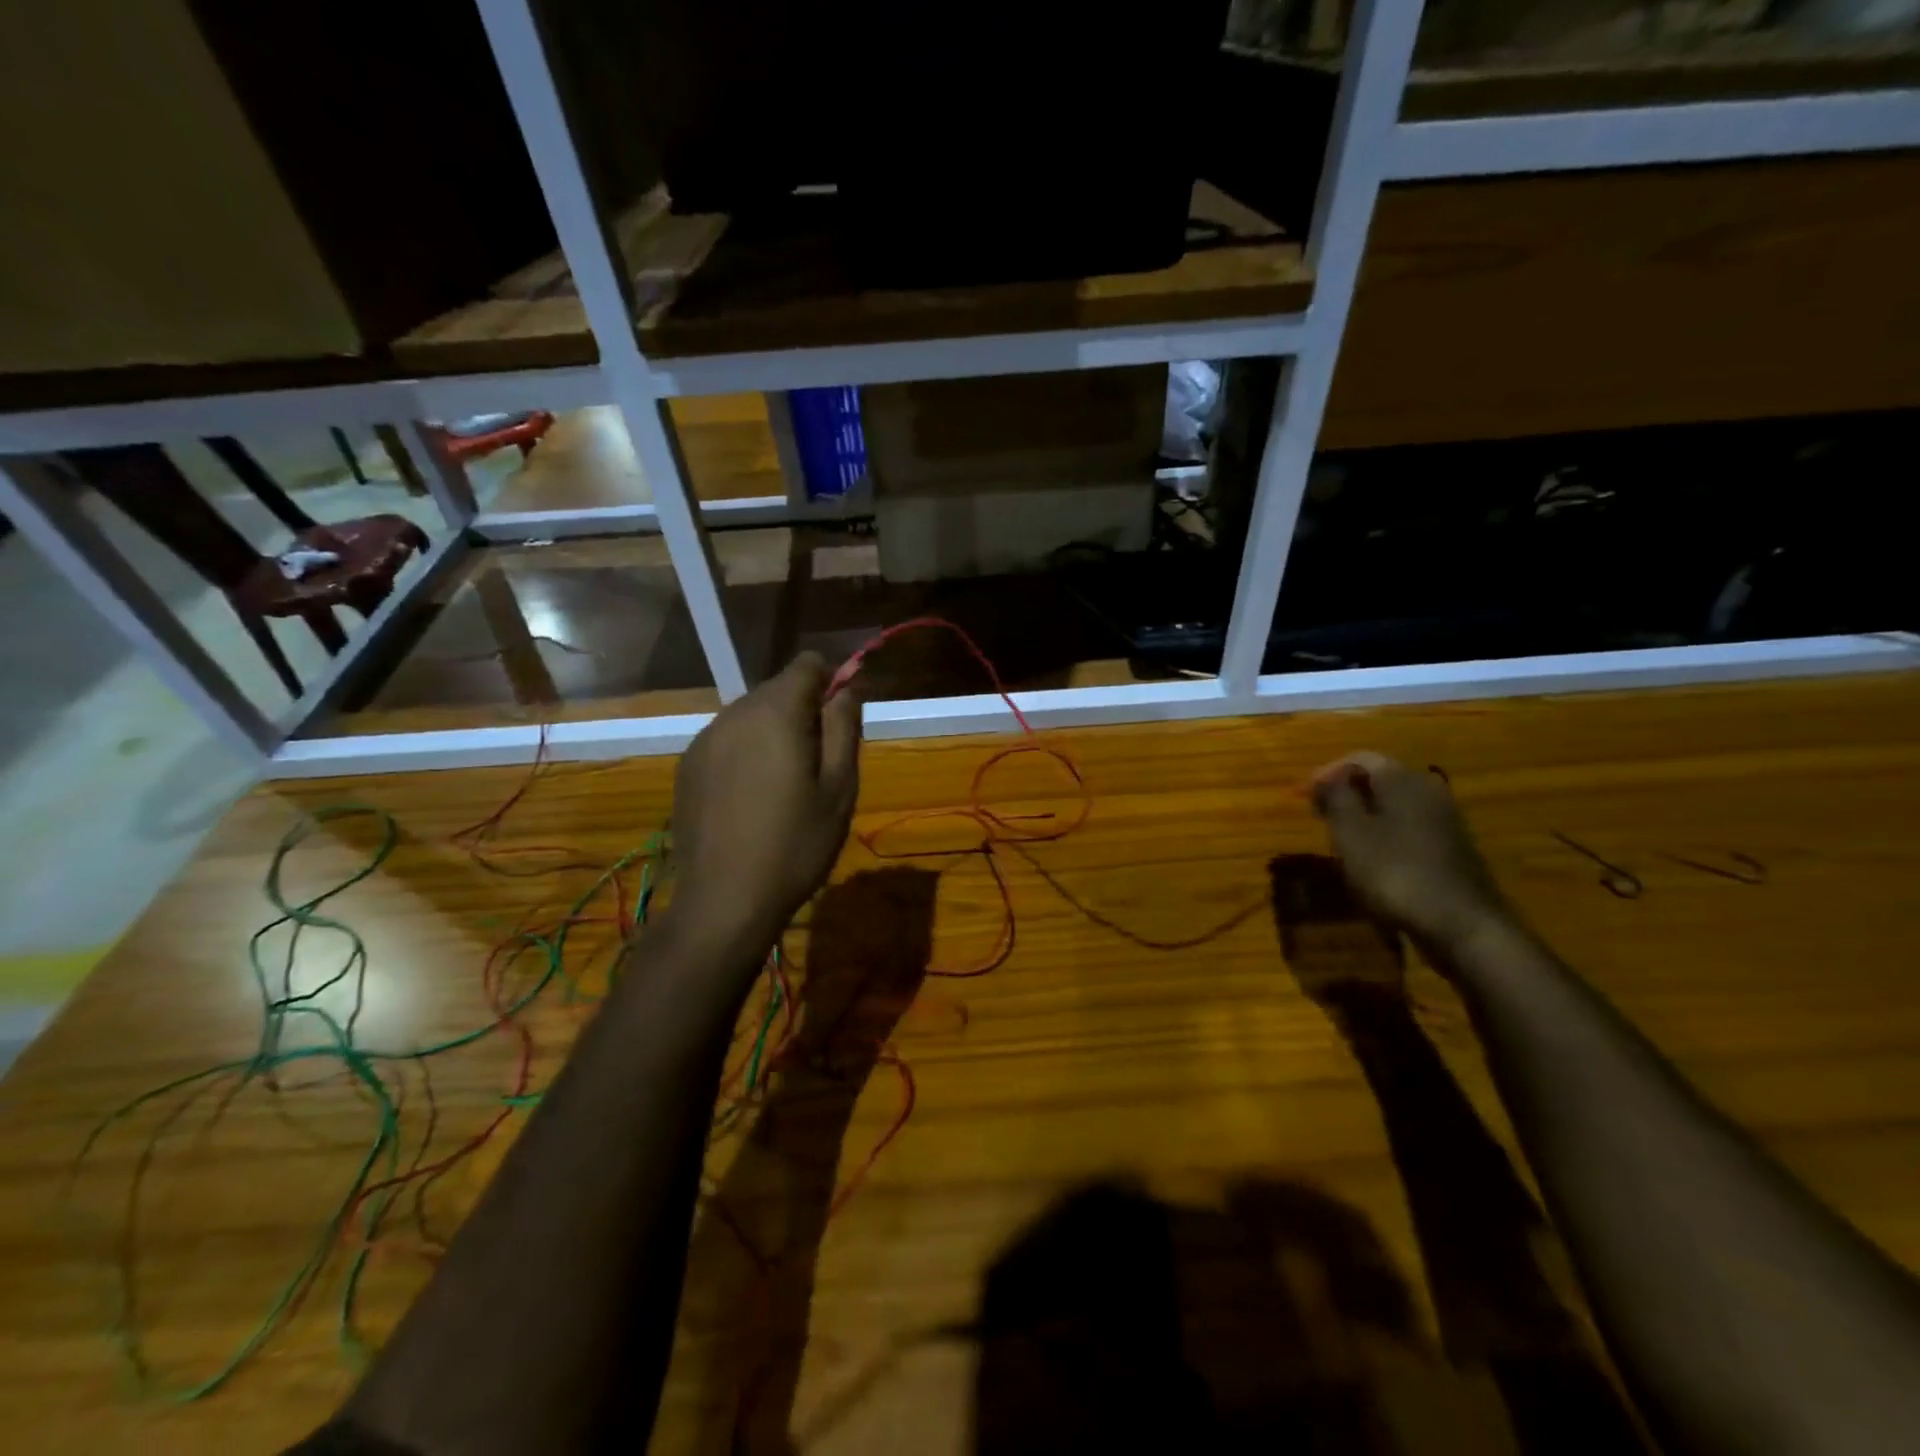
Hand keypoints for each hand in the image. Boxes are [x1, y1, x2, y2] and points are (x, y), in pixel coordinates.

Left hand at [672, 652, 861, 947]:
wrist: (724, 901)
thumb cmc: (795, 844)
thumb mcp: (839, 788)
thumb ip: (844, 726)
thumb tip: (849, 686)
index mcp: (775, 712)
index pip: (807, 664)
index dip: (831, 682)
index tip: (841, 722)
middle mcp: (733, 713)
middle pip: (777, 689)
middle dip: (803, 712)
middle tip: (818, 765)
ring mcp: (704, 740)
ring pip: (750, 715)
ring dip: (773, 733)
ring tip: (784, 786)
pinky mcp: (687, 766)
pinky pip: (727, 740)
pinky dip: (746, 752)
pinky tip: (751, 799)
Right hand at [1310, 752, 1508, 954]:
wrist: (1462, 925)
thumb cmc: (1395, 873)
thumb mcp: (1350, 834)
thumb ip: (1336, 798)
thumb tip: (1327, 777)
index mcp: (1403, 780)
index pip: (1360, 758)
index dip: (1328, 772)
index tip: (1304, 795)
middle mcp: (1428, 791)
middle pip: (1380, 779)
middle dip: (1346, 792)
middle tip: (1319, 814)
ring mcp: (1445, 820)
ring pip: (1395, 804)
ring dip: (1364, 814)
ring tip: (1340, 837)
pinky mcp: (1452, 847)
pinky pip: (1409, 826)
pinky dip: (1385, 832)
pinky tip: (1372, 858)